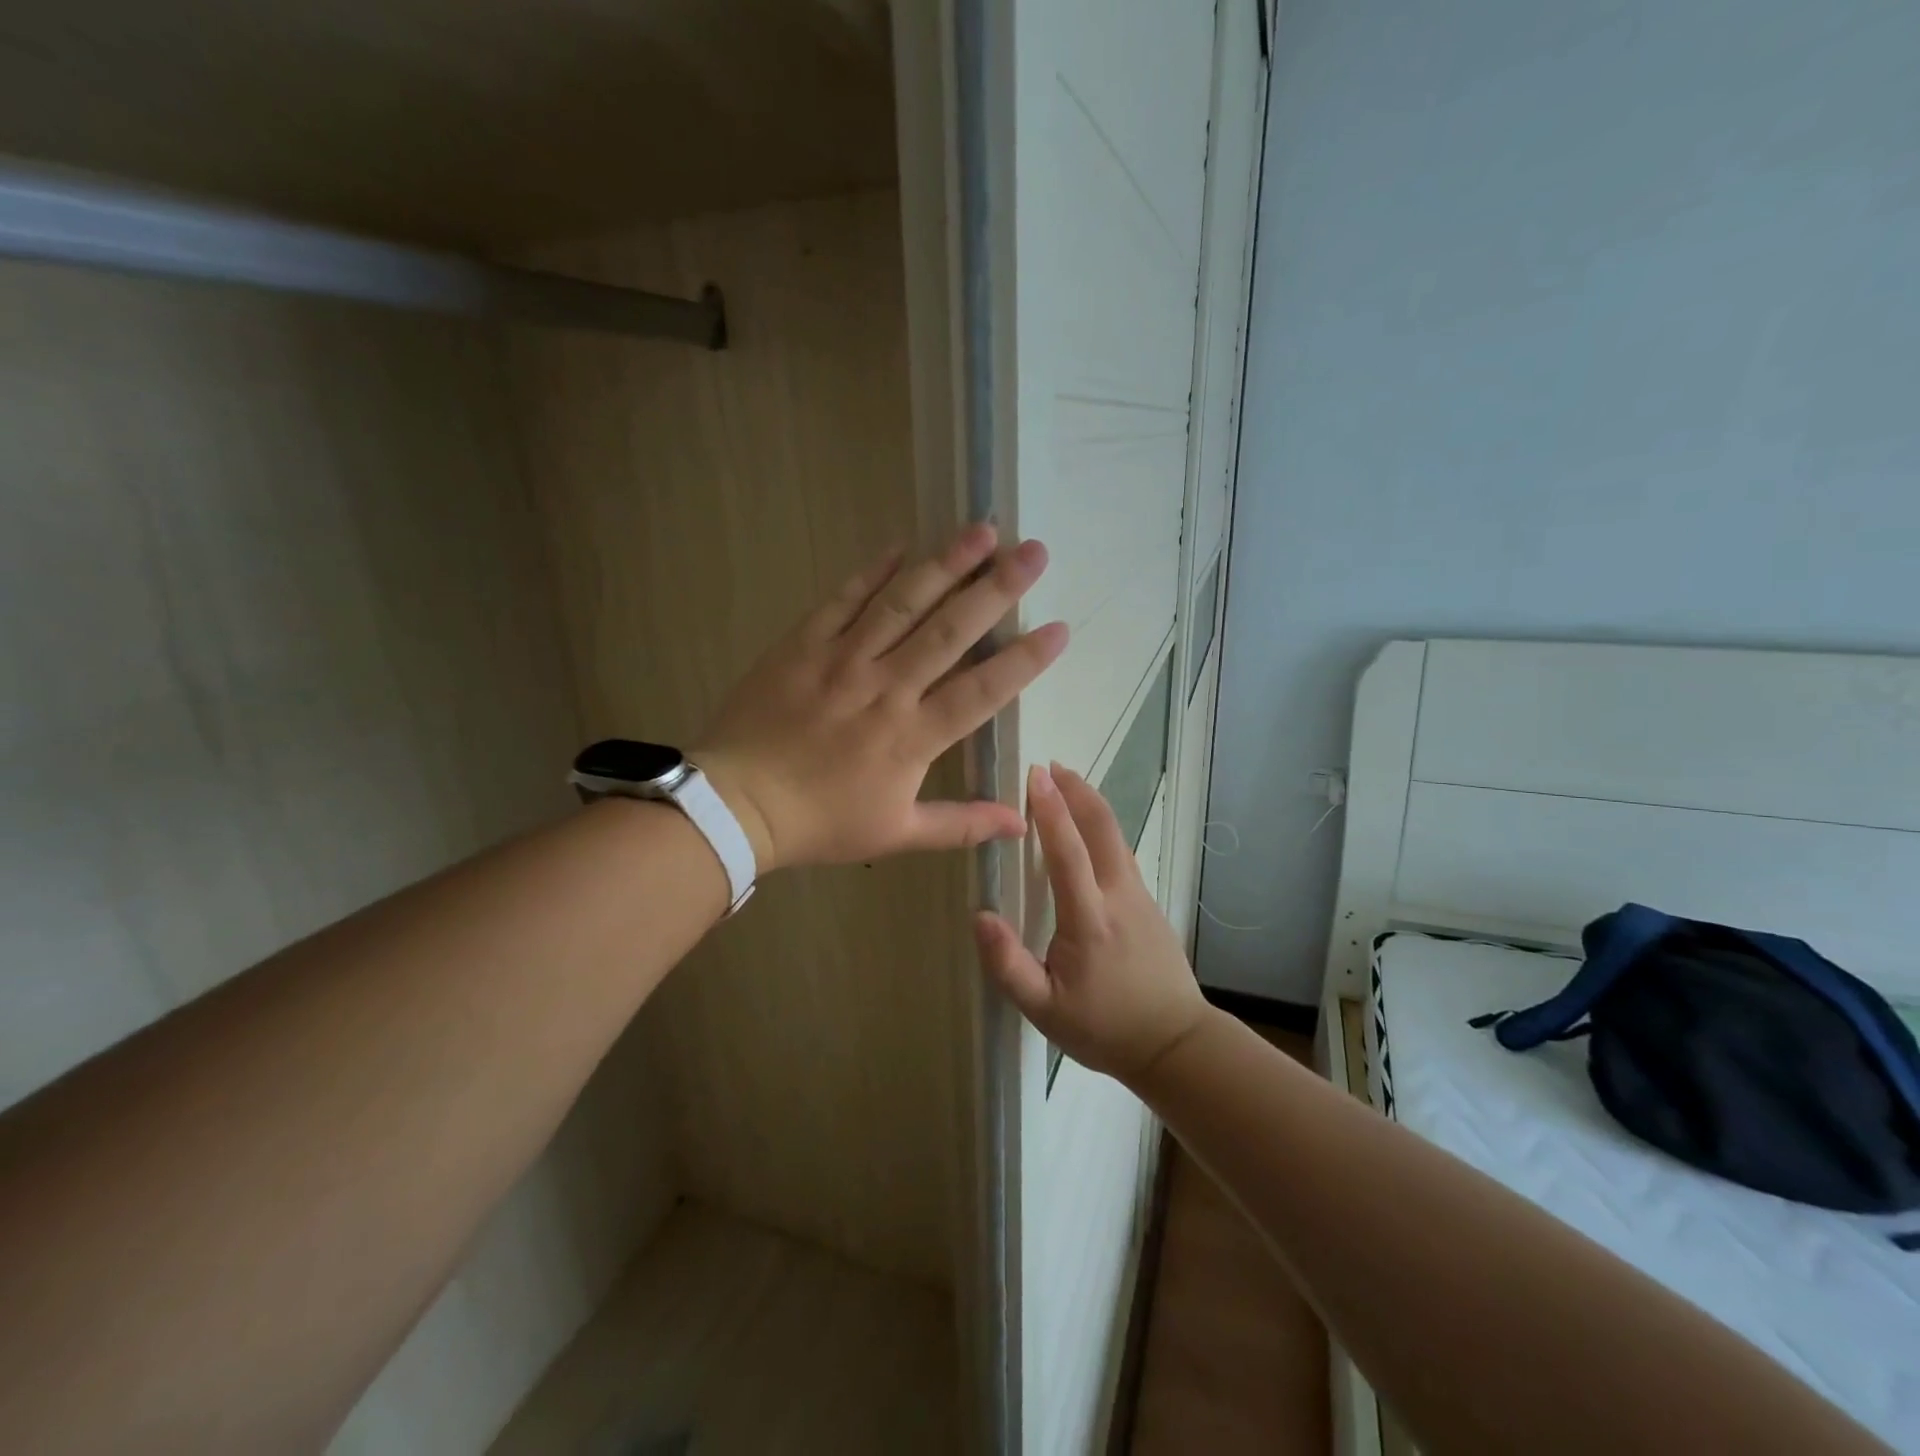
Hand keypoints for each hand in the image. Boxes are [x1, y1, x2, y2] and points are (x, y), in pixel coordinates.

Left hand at [692, 524, 1067, 871]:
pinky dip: (873, 571)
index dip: (1024, 659)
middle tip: (1033, 552)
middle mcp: (887, 688)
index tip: (1059, 628)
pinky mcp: (804, 644)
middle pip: (951, 631)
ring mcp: (844, 660)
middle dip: (997, 588)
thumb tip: (1021, 823)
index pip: (982, 691)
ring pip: (903, 603)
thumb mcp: (896, 834)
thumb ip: (962, 825)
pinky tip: (901, 545)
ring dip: (945, 564)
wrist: (736, 803)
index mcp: (913, 736)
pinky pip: (843, 599)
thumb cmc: (821, 822)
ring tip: (981, 530)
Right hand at [973, 763, 1209, 1082]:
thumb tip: (981, 915)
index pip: (1068, 852)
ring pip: (1116, 836)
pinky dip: (1102, 826)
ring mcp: (1140, 897)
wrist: (1176, 1044)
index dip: (1050, 811)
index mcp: (1090, 920)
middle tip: (1050, 766)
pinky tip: (1088, 828)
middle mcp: (1119, 897)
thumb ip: (1008, 965)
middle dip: (1077, 791)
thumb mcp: (1044, 1010)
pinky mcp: (1149, 903)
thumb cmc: (1103, 1028)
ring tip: (1066, 784)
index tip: (1035, 775)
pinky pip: (1122, 852)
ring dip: (1091, 804)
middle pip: (1102, 828)